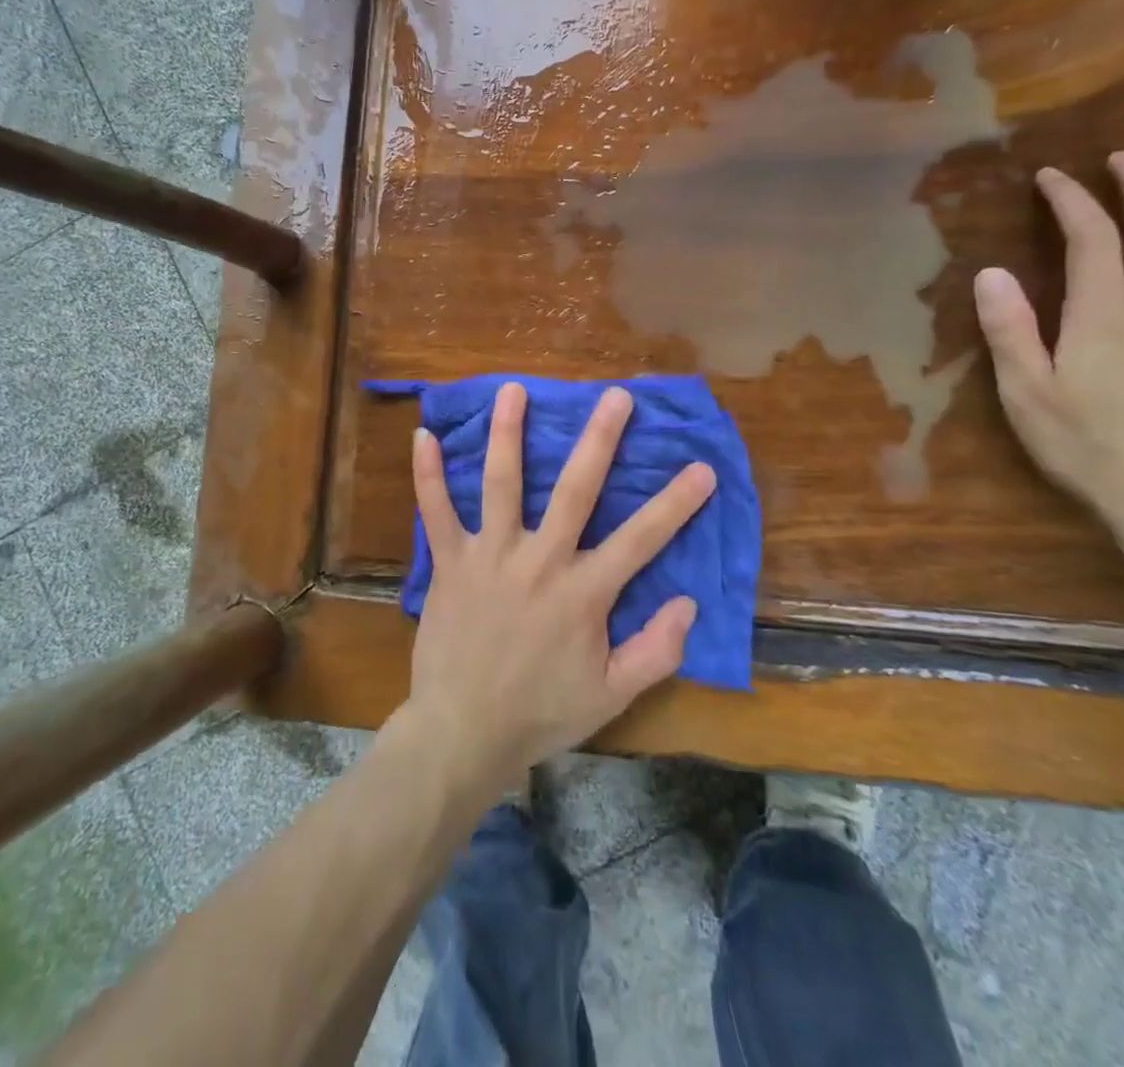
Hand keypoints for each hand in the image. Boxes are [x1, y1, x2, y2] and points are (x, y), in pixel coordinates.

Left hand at [401, 382, 714, 794]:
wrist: (463, 732)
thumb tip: (688, 603)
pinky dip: (428, 475)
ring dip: (508, 435)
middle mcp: (540, 562)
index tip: (701, 467)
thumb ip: (655, 651)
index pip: (640, 539)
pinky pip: (436, 512)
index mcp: (583, 593)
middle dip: (598, 440)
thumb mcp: (611, 696)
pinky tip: (422, 436)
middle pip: (575, 490)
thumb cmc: (541, 713)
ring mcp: (490, 557)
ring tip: (514, 390)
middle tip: (614, 397)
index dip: (675, 503)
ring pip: (501, 484)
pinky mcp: (450, 563)